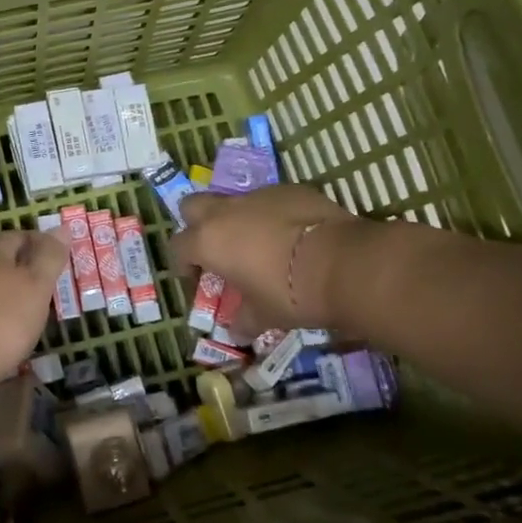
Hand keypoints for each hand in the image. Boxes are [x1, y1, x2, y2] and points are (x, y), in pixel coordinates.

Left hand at [0, 229, 69, 391]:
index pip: (20, 235)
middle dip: (25, 269)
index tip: (59, 261)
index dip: (42, 244)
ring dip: (10, 292)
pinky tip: (6, 329)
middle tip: (49, 287)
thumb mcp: (37, 285)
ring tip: (31, 310)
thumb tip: (61, 227)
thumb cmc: (3, 319)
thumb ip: (49, 257)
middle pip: (2, 258)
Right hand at [172, 186, 355, 330]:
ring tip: (261, 246)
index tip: (198, 281)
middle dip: (198, 225)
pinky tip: (293, 236)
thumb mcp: (264, 315)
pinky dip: (273, 215)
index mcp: (209, 241)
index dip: (183, 265)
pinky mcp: (291, 190)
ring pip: (235, 201)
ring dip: (238, 220)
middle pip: (193, 206)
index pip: (177, 247)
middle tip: (217, 250)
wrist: (343, 263)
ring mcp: (259, 196)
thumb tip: (237, 332)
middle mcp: (226, 212)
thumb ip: (244, 320)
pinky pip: (271, 200)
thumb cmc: (290, 293)